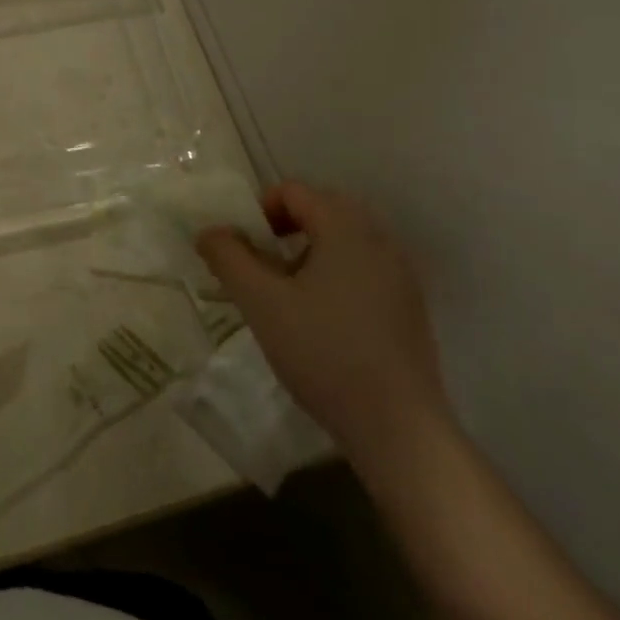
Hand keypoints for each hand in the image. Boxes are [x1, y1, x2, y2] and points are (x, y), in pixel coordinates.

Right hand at [198, 182, 451, 466]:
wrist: (398, 428)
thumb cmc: (323, 352)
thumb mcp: (260, 302)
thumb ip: (228, 257)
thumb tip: (210, 232)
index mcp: (346, 229)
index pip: (295, 191)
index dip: (260, 210)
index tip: (242, 248)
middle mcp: (380, 241)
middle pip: (322, 210)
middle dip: (284, 229)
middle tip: (259, 266)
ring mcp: (401, 276)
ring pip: (344, 242)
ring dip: (308, 253)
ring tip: (285, 295)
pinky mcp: (409, 308)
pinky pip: (364, 270)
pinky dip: (334, 276)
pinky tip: (320, 321)